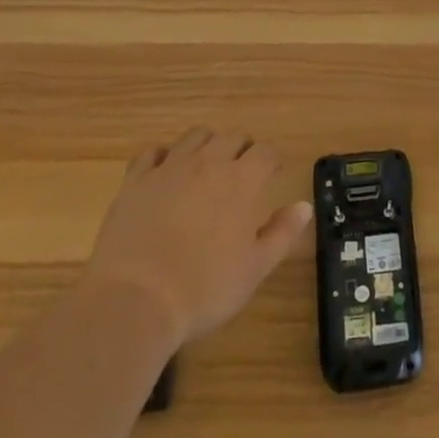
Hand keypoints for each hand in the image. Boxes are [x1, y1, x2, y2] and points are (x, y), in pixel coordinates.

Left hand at [86, 128, 312, 344]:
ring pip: (195, 136)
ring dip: (207, 144)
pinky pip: (152, 152)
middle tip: (241, 172)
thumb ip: (282, 233)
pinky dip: (163, 156)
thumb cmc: (203, 289)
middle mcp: (208, 163)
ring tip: (206, 166)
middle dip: (242, 149)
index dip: (271, 159)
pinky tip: (164, 172)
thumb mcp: (254, 269)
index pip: (265, 152)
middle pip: (232, 137)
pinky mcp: (137, 180)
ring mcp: (170, 168)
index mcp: (242, 181)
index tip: (272, 173)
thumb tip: (304, 206)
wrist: (134, 301)